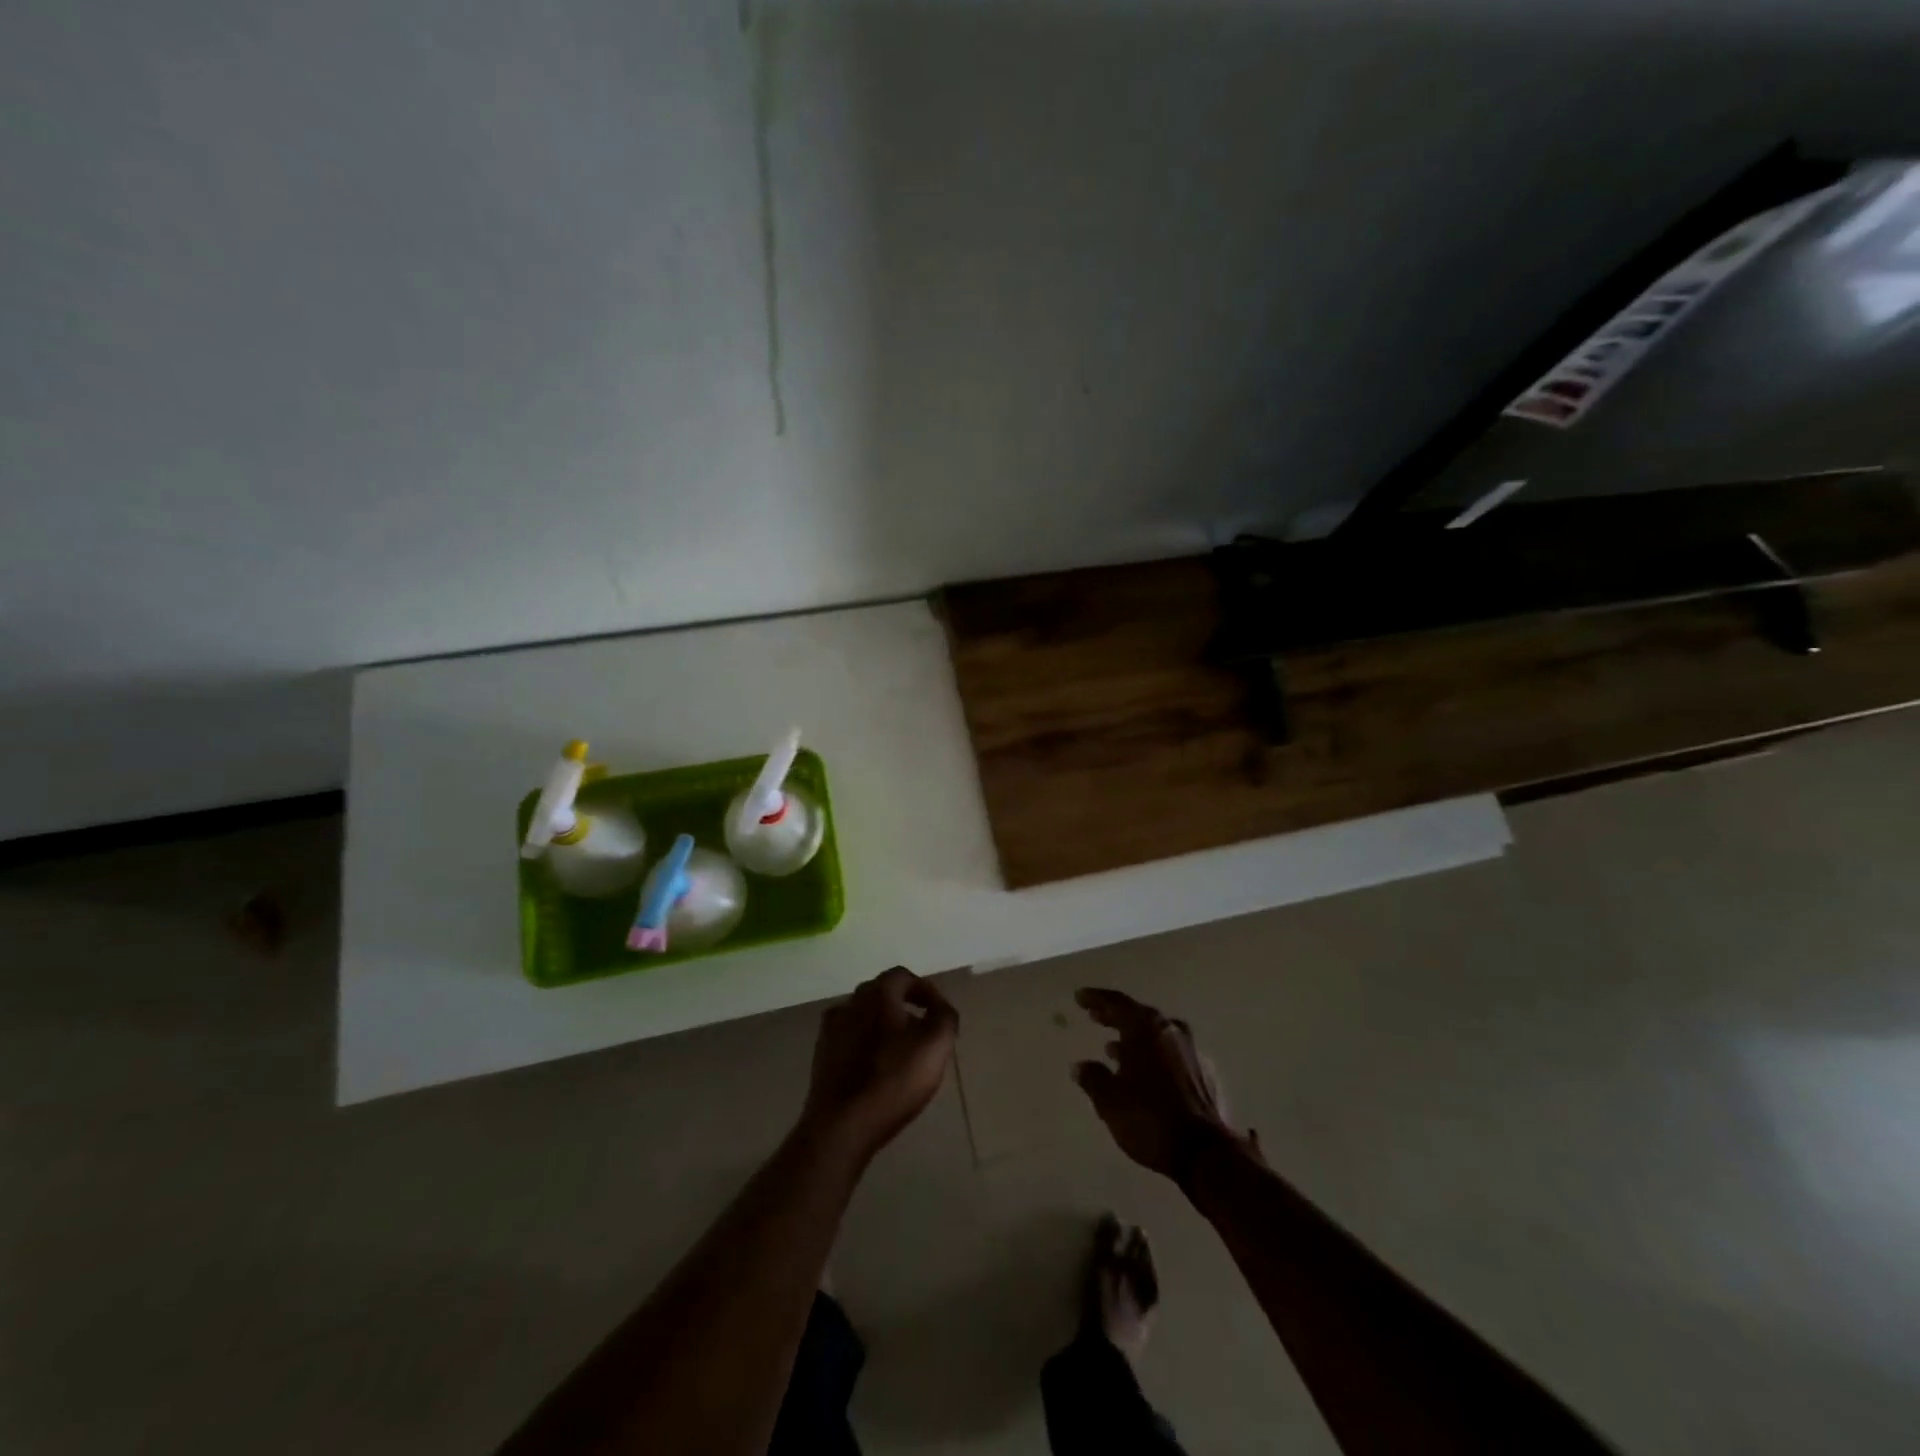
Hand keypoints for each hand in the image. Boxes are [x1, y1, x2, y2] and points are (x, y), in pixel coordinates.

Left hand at [802, 967, 958, 1161]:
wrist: (841, 1126)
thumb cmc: (893, 1080)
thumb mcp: (935, 1045)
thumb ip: (945, 1017)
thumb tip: (940, 1006)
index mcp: (877, 993)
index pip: (903, 976)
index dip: (925, 990)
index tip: (938, 1011)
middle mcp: (850, 1002)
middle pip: (881, 994)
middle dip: (903, 1006)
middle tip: (922, 1030)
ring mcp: (831, 1030)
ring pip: (863, 1017)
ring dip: (883, 1026)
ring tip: (900, 1052)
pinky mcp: (821, 1057)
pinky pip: (849, 1040)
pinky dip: (865, 1046)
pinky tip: (875, 1069)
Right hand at [1072, 988, 1247, 1183]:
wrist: (1206, 1153)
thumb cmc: (1150, 1118)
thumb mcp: (1110, 1101)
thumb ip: (1093, 1078)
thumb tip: (1082, 1066)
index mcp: (1146, 1028)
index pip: (1116, 1003)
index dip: (1096, 998)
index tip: (1080, 997)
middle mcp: (1171, 1031)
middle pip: (1138, 1016)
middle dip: (1115, 1017)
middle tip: (1095, 1016)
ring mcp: (1193, 1051)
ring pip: (1158, 1036)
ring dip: (1135, 1040)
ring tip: (1114, 1050)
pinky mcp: (1207, 1075)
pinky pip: (1173, 1056)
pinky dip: (1155, 1059)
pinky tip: (1146, 1075)